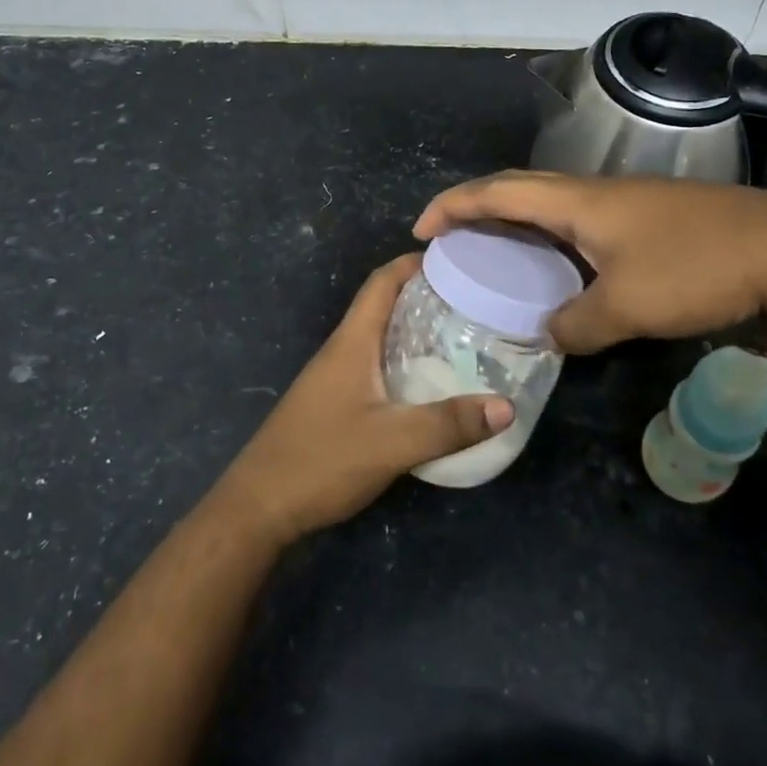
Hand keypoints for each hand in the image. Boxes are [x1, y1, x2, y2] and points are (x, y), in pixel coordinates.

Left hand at [211, 254, 513, 546]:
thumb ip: (448, 424)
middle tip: (473, 300)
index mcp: (352, 341)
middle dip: (424, 295)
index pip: (382, 282)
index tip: (456, 259)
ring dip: (415, 329)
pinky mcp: (335, 402)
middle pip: (384, 305)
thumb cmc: (322, 460)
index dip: (414, 262)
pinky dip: (404, 361)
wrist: (259, 506)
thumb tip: (507, 405)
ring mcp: (335, 377)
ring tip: (461, 336)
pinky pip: (376, 366)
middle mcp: (342, 350)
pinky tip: (429, 384)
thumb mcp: (392, 442)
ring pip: (380, 337)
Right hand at [414, 171, 766, 354]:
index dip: (453, 206)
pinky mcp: (645, 218)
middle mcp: (592, 192)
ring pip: (549, 202)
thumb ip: (576, 326)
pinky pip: (576, 219)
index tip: (421, 229)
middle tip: (447, 235)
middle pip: (517, 187)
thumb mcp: (628, 308)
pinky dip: (547, 235)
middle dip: (474, 205)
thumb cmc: (696, 268)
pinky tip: (554, 265)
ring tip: (490, 250)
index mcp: (577, 202)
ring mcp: (621, 202)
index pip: (497, 192)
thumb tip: (549, 336)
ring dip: (512, 218)